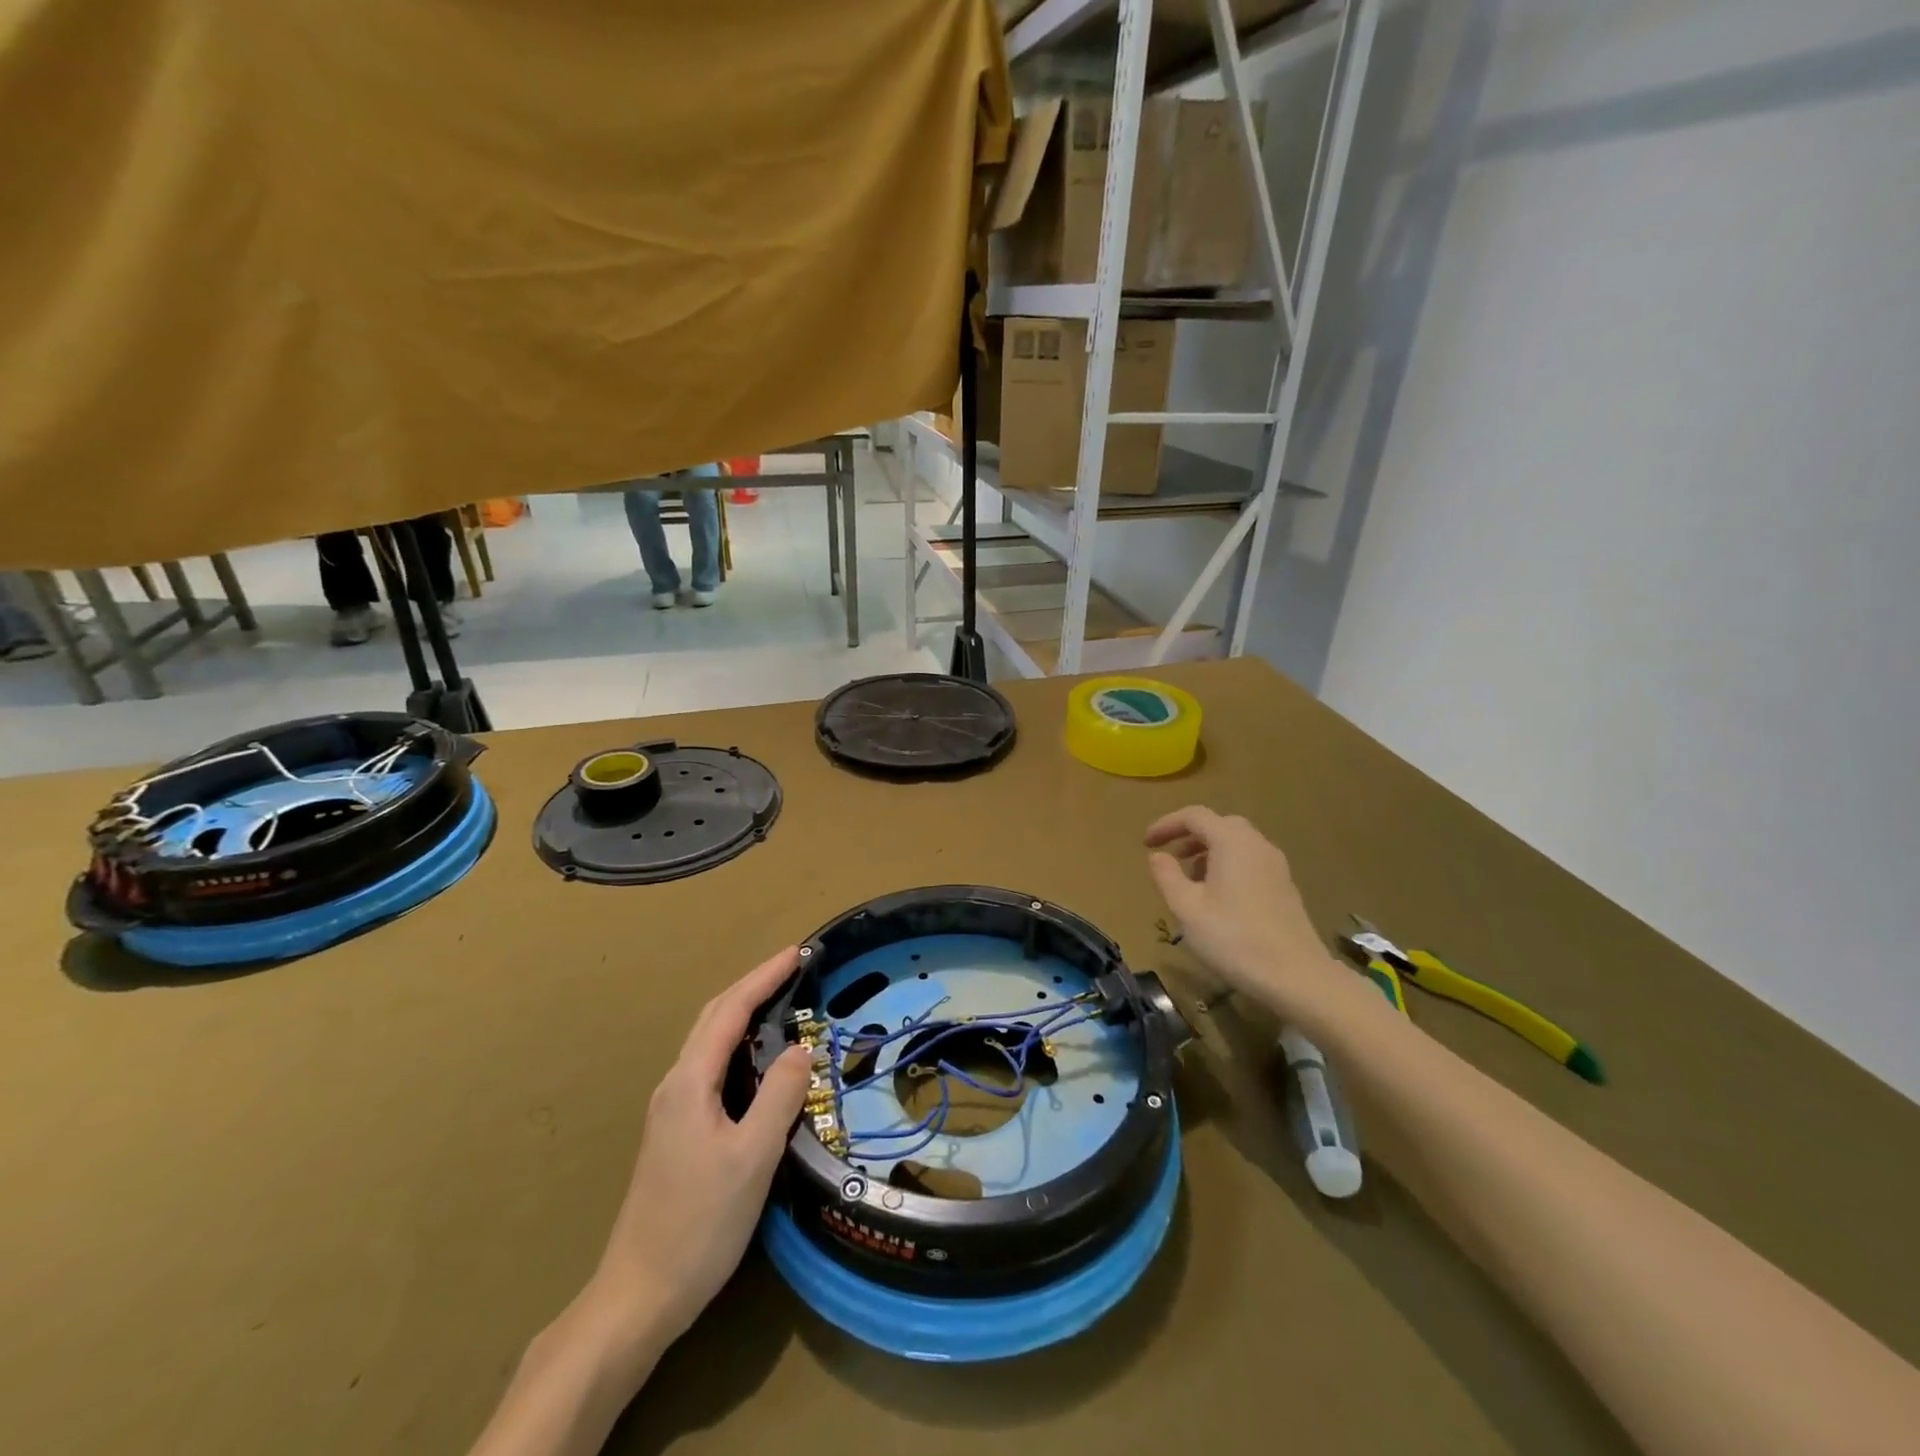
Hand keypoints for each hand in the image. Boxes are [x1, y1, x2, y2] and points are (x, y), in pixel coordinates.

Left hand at [587, 946, 811, 1345]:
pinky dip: (738, 1046)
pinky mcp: (676, 1133)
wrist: (638, 1296)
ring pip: (709, 1043)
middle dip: (753, 987)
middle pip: (714, 1019)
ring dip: (744, 1014)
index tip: (796, 953)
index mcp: (690, 1083)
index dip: (763, 977)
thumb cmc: (699, 1224)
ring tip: (781, 1003)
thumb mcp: (752, 1157)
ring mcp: (672, 1111)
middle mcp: (676, 1086)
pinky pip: (710, 1068)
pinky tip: (758, 1063)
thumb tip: (801, 1048)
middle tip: (793, 970)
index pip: (730, 1011)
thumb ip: (779, 1097)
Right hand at [1146, 806, 1364, 1031]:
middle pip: (1219, 825)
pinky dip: (1227, 866)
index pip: (1194, 816)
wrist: (1297, 977)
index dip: (1166, 824)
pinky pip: (1250, 862)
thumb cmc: (1233, 938)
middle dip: (1190, 836)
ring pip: (1237, 844)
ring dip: (1208, 852)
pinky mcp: (1285, 887)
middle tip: (1169, 856)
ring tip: (1189, 880)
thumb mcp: (1187, 908)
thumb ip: (1167, 876)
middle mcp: (1257, 845)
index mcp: (1231, 842)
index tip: (1146, 843)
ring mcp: (1276, 866)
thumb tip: (1158, 856)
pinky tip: (1217, 898)